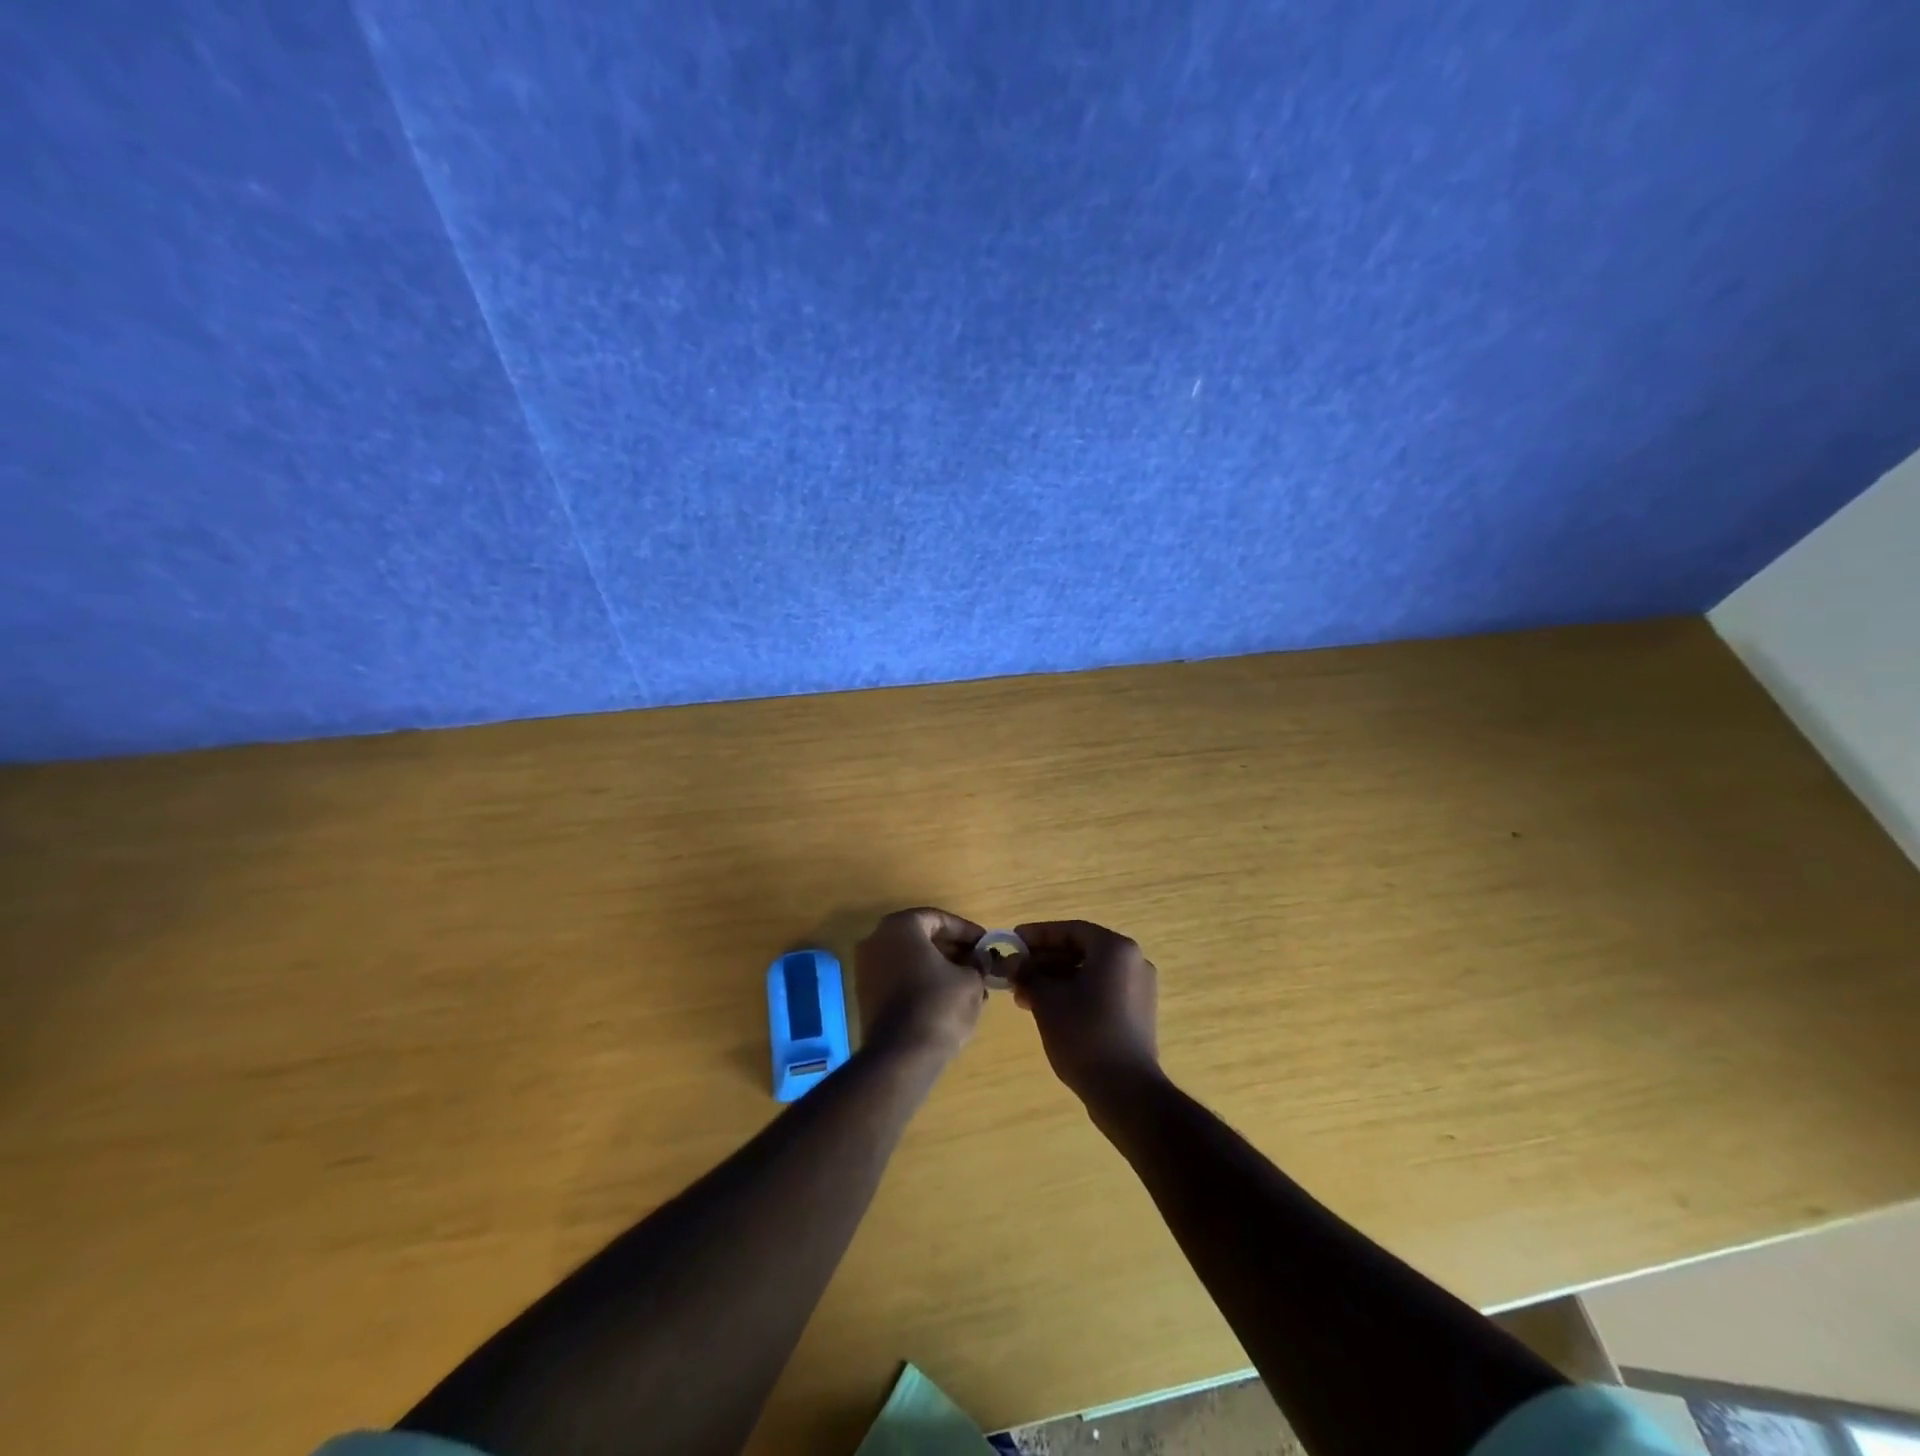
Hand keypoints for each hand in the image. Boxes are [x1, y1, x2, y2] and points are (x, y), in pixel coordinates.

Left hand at [853, 908, 987, 1059]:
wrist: (901, 1055)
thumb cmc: (939, 1005)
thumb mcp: (970, 980)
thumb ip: (977, 964)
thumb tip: (980, 962)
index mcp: (901, 926)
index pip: (938, 919)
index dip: (966, 931)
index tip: (986, 945)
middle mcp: (877, 940)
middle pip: (922, 938)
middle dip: (953, 950)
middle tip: (978, 964)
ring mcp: (867, 969)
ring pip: (911, 960)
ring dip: (940, 969)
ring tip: (969, 985)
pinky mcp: (866, 996)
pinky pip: (900, 980)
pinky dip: (923, 984)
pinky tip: (948, 1001)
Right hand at [1012, 919, 1160, 1104]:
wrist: (1126, 1091)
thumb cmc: (1084, 1034)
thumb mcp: (1047, 999)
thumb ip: (1028, 974)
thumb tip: (1013, 962)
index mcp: (1115, 949)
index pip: (1071, 930)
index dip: (1038, 935)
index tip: (1013, 942)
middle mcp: (1133, 962)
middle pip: (1081, 950)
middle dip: (1044, 961)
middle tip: (1015, 972)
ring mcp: (1139, 989)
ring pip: (1089, 973)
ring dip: (1055, 979)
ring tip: (1024, 996)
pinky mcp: (1138, 1013)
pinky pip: (1101, 991)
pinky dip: (1074, 993)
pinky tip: (1047, 1009)